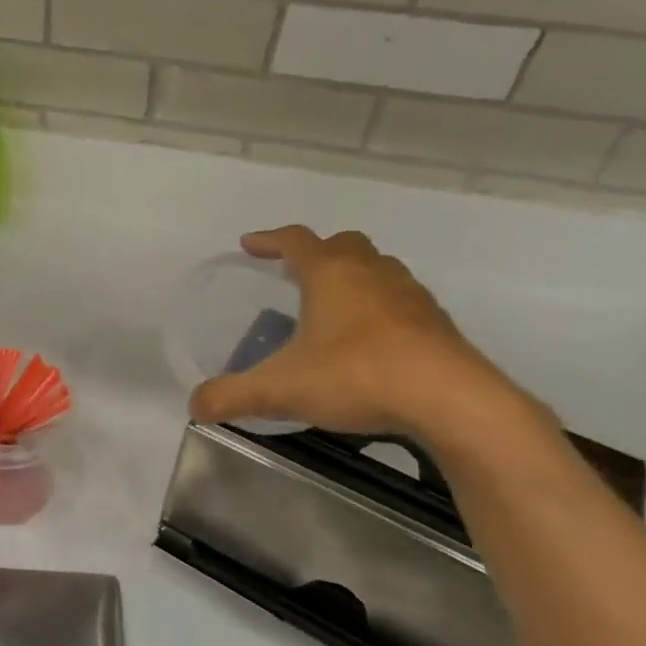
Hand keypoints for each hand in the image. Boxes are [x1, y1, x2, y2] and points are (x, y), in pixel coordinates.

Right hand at [188, 225, 529, 442]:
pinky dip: (382, 309)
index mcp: (331, 275)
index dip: (269, 239)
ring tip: (335, 306)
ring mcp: (411, 296)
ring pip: (379, 269)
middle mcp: (372, 274)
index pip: (295, 240)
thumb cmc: (357, 376)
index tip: (250, 244)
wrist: (451, 401)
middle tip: (297, 274)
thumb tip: (194, 406)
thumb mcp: (281, 390)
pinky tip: (372, 343)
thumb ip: (232, 396)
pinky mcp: (438, 324)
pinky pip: (402, 302)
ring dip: (355, 277)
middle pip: (344, 245)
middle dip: (317, 252)